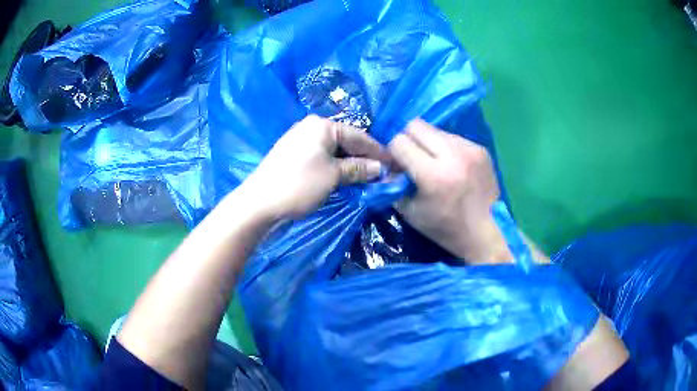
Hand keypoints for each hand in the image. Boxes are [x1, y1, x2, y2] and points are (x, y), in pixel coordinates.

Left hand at [238, 115, 388, 219]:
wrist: (259, 202)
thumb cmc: (298, 185)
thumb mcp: (333, 176)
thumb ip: (358, 169)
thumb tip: (380, 168)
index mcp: (322, 125)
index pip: (359, 136)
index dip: (378, 152)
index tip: (395, 165)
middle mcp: (311, 127)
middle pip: (346, 141)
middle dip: (365, 158)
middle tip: (383, 173)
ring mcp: (300, 140)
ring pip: (334, 150)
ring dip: (351, 164)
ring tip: (368, 177)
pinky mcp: (294, 154)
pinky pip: (323, 156)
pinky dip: (336, 166)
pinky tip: (346, 177)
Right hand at [388, 119, 511, 263]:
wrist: (487, 233)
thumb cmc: (446, 229)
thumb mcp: (411, 213)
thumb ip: (394, 185)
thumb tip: (387, 167)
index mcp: (433, 175)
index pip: (399, 141)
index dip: (392, 151)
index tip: (395, 163)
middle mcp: (453, 155)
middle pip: (416, 125)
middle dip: (407, 139)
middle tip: (411, 157)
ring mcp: (470, 149)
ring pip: (435, 129)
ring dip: (427, 142)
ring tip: (433, 162)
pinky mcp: (481, 149)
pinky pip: (453, 137)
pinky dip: (445, 147)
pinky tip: (451, 165)